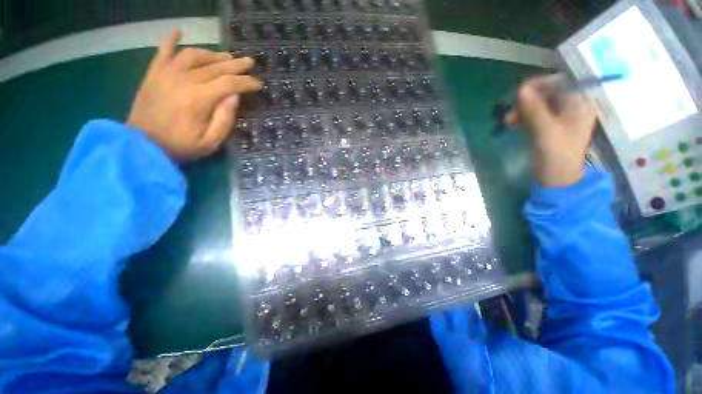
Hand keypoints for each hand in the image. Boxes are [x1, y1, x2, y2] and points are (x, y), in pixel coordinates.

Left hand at [127, 29, 260, 159]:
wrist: (142, 145)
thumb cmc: (181, 146)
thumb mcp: (211, 141)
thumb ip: (225, 119)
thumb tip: (235, 96)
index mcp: (199, 99)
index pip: (229, 84)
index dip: (246, 82)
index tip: (258, 83)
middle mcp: (184, 80)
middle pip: (215, 66)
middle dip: (236, 64)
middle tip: (249, 62)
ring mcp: (166, 73)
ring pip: (193, 55)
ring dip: (212, 54)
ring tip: (226, 57)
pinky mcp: (154, 73)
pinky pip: (163, 51)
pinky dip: (171, 39)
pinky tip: (179, 31)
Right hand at [506, 75, 596, 186]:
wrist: (556, 179)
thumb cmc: (557, 154)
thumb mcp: (545, 130)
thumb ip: (534, 109)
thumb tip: (521, 89)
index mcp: (580, 105)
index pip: (563, 82)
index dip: (542, 83)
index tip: (521, 91)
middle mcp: (572, 107)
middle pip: (549, 93)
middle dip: (528, 100)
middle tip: (511, 107)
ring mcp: (560, 118)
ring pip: (539, 105)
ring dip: (522, 110)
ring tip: (507, 120)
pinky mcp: (549, 127)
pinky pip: (535, 116)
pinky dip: (523, 118)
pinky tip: (511, 123)